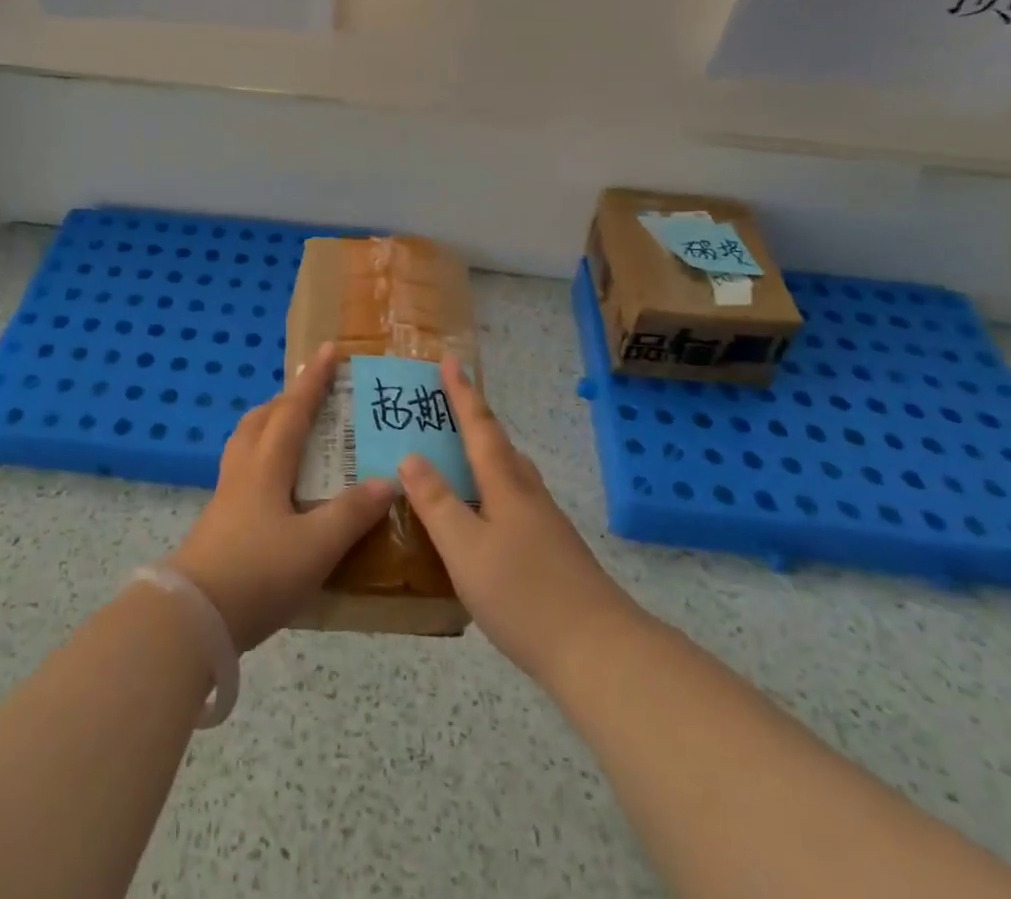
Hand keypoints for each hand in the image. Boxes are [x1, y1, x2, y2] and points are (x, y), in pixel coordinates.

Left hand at [168, 344, 396, 650]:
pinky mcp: (219, 521)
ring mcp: (227, 495)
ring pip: (247, 442)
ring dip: (270, 426)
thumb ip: (352, 513)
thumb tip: (388, 480)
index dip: (313, 380)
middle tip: (313, 396)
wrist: (193, 617)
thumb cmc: (258, 572)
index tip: (328, 350)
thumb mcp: (316, 546)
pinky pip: (244, 470)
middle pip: (261, 419)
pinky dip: (263, 459)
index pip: (293, 410)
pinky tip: (280, 488)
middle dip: (287, 399)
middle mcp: (244, 470)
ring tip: (295, 434)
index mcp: (267, 465)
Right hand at [400, 357, 633, 685]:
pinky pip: (516, 501)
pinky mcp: (554, 551)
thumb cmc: (524, 595)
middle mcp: (528, 494)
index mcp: (505, 486)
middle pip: (499, 446)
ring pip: (511, 474)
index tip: (450, 360)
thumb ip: (437, 503)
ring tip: (460, 456)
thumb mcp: (465, 550)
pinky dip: (494, 491)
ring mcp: (546, 523)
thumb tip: (410, 456)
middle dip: (473, 421)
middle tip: (446, 407)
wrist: (599, 651)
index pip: (479, 428)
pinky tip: (485, 517)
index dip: (462, 394)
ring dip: (485, 455)